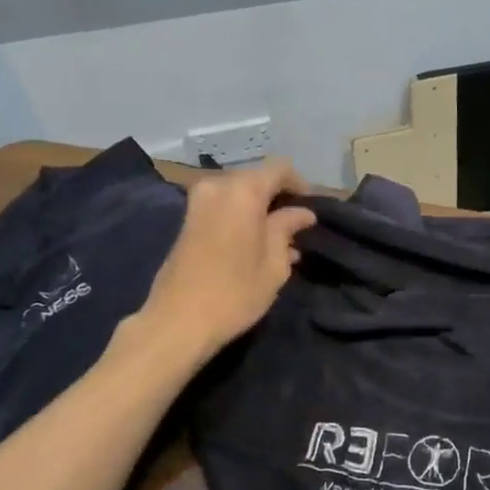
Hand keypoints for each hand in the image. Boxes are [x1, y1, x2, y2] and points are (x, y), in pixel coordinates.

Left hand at [141, 159, 315, 362]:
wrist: (178, 321)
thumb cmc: (235, 293)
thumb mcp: (274, 264)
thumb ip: (287, 229)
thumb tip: (301, 213)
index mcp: (243, 191)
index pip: (280, 168)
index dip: (300, 184)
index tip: (311, 209)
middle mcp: (217, 186)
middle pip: (256, 179)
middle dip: (279, 198)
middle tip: (297, 226)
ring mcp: (198, 202)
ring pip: (239, 194)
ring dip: (260, 210)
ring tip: (280, 241)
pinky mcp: (188, 220)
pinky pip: (223, 206)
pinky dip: (242, 217)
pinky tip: (257, 245)